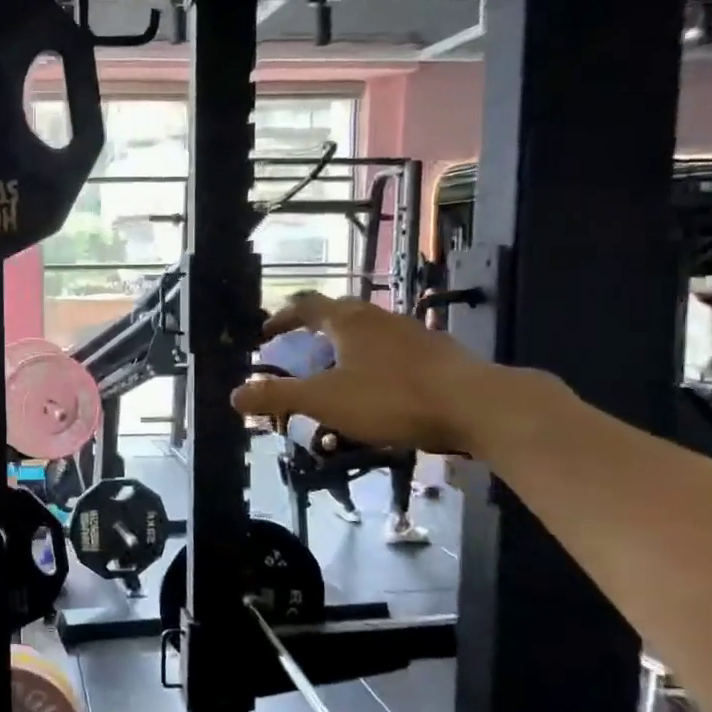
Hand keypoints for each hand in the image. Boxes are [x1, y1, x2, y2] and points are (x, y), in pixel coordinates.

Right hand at [230, 291, 496, 453]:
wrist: (478, 405)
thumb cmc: (392, 398)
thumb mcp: (324, 401)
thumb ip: (278, 396)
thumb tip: (233, 395)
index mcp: (347, 321)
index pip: (305, 306)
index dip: (281, 317)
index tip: (265, 332)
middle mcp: (378, 317)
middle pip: (338, 314)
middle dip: (313, 330)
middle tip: (298, 350)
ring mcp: (412, 332)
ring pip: (368, 332)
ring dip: (345, 347)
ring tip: (336, 372)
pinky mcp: (437, 353)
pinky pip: (393, 350)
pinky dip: (374, 362)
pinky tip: (380, 388)